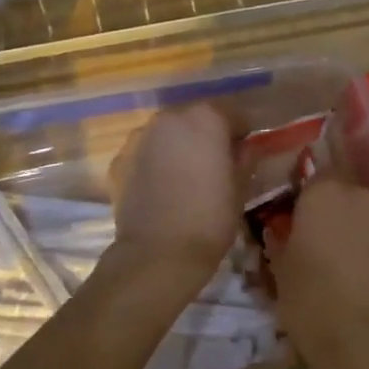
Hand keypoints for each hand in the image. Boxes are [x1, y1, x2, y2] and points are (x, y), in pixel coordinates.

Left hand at [108, 104, 239, 278]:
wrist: (157, 254)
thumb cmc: (210, 218)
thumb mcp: (240, 188)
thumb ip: (246, 157)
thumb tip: (248, 145)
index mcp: (206, 117)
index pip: (235, 114)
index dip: (244, 133)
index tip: (246, 153)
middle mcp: (170, 117)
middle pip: (197, 118)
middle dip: (209, 135)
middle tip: (217, 164)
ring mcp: (141, 136)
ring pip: (169, 133)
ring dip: (180, 146)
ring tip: (187, 177)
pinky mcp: (120, 159)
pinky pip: (146, 153)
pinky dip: (156, 162)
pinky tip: (163, 188)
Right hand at [268, 176, 368, 368]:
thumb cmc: (313, 301)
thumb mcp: (280, 271)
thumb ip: (279, 239)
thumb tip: (279, 229)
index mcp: (324, 192)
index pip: (311, 175)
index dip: (302, 196)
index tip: (292, 218)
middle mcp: (360, 194)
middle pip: (341, 190)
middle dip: (328, 209)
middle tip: (313, 238)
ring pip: (363, 212)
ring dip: (351, 226)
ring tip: (337, 260)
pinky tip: (359, 273)